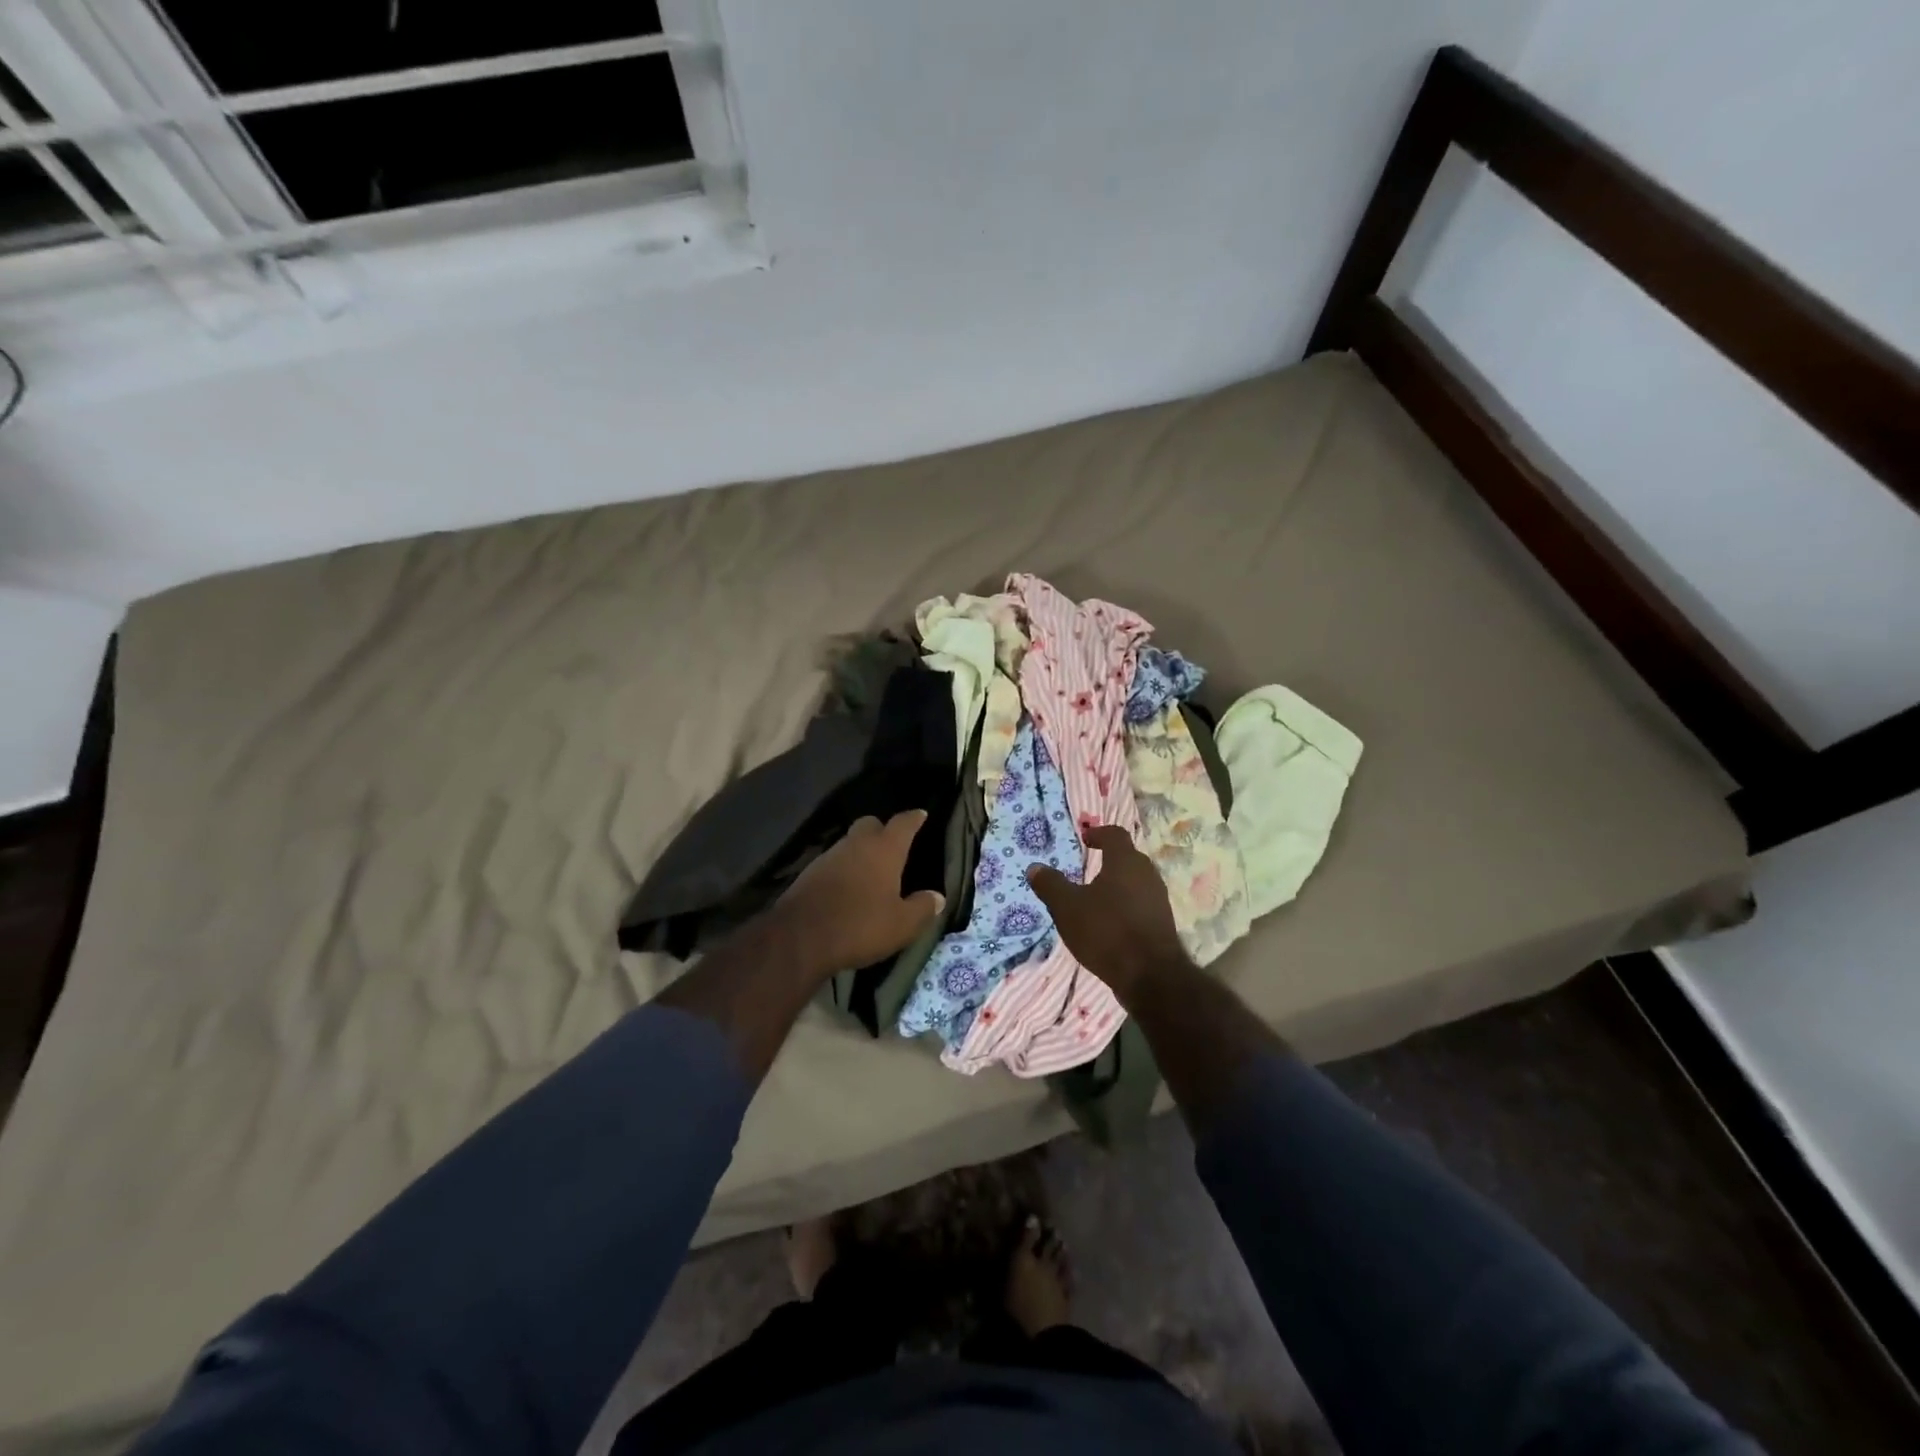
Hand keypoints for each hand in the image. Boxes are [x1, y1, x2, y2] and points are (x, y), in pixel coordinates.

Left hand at [771, 811, 944, 976]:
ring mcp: (829, 856)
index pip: (903, 823)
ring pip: (850, 843)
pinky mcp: (808, 873)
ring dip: (861, 851)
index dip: (914, 818)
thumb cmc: (860, 925)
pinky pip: (833, 862)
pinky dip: (843, 869)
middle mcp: (856, 844)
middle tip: (893, 846)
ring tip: (871, 871)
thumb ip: (922, 908)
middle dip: (882, 830)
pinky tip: (847, 887)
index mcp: (884, 849)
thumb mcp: (902, 925)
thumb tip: (937, 897)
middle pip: (871, 824)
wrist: (799, 938)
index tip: (921, 814)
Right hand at [1027, 825, 1192, 1003]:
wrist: (1151, 976)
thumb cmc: (1106, 931)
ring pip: (1136, 882)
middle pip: (1128, 857)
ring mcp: (1159, 900)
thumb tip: (1035, 867)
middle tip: (1088, 868)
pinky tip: (1110, 923)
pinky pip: (1141, 904)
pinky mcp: (1163, 924)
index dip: (1099, 833)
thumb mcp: (1067, 907)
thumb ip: (1050, 885)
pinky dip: (1126, 906)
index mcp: (1125, 861)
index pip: (1115, 834)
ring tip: (1096, 898)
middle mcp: (1147, 874)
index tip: (1085, 839)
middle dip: (1108, 860)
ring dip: (1118, 885)